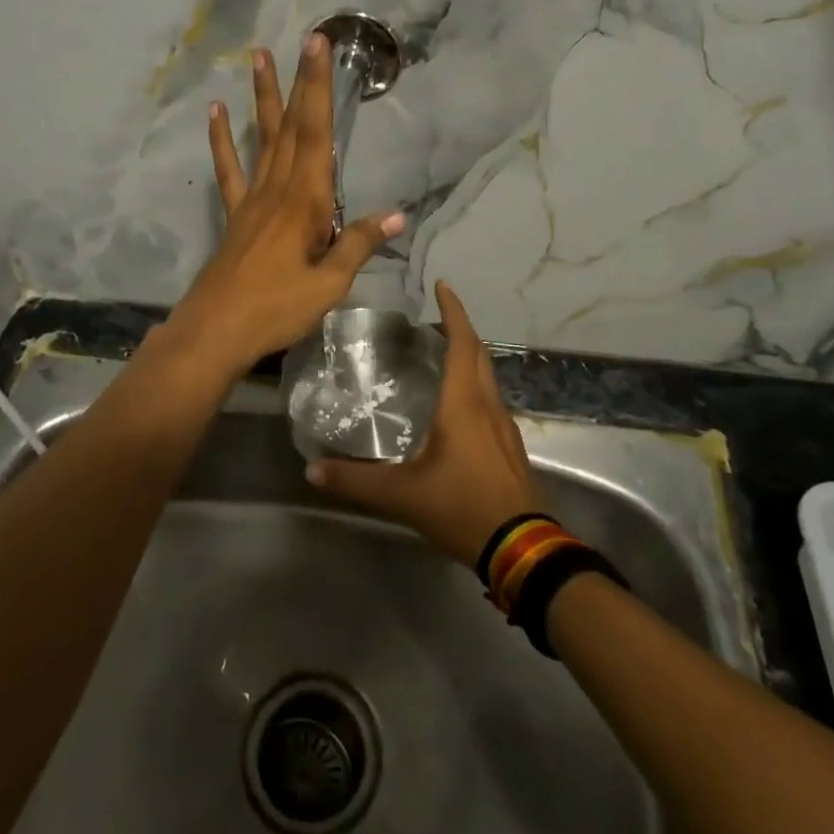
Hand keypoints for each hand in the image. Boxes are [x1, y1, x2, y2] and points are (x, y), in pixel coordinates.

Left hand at [162, 35, 404, 376]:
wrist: (217, 330)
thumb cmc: (277, 308)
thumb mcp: (329, 283)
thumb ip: (357, 244)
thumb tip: (396, 215)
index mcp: (305, 200)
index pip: (317, 133)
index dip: (320, 88)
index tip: (320, 47)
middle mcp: (278, 189)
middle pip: (292, 126)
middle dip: (301, 81)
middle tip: (305, 39)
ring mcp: (252, 199)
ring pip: (261, 138)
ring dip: (262, 98)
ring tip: (258, 57)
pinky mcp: (235, 215)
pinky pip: (229, 170)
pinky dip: (222, 140)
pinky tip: (215, 114)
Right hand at [306, 281, 541, 566]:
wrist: (521, 547)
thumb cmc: (462, 507)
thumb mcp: (402, 495)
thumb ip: (355, 481)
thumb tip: (312, 469)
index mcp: (464, 404)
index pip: (462, 343)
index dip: (454, 312)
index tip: (443, 286)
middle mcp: (488, 406)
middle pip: (478, 354)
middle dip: (459, 330)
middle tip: (431, 322)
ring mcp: (503, 427)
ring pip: (487, 377)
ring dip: (467, 357)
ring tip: (438, 356)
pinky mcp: (509, 447)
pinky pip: (490, 400)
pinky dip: (473, 385)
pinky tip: (455, 405)